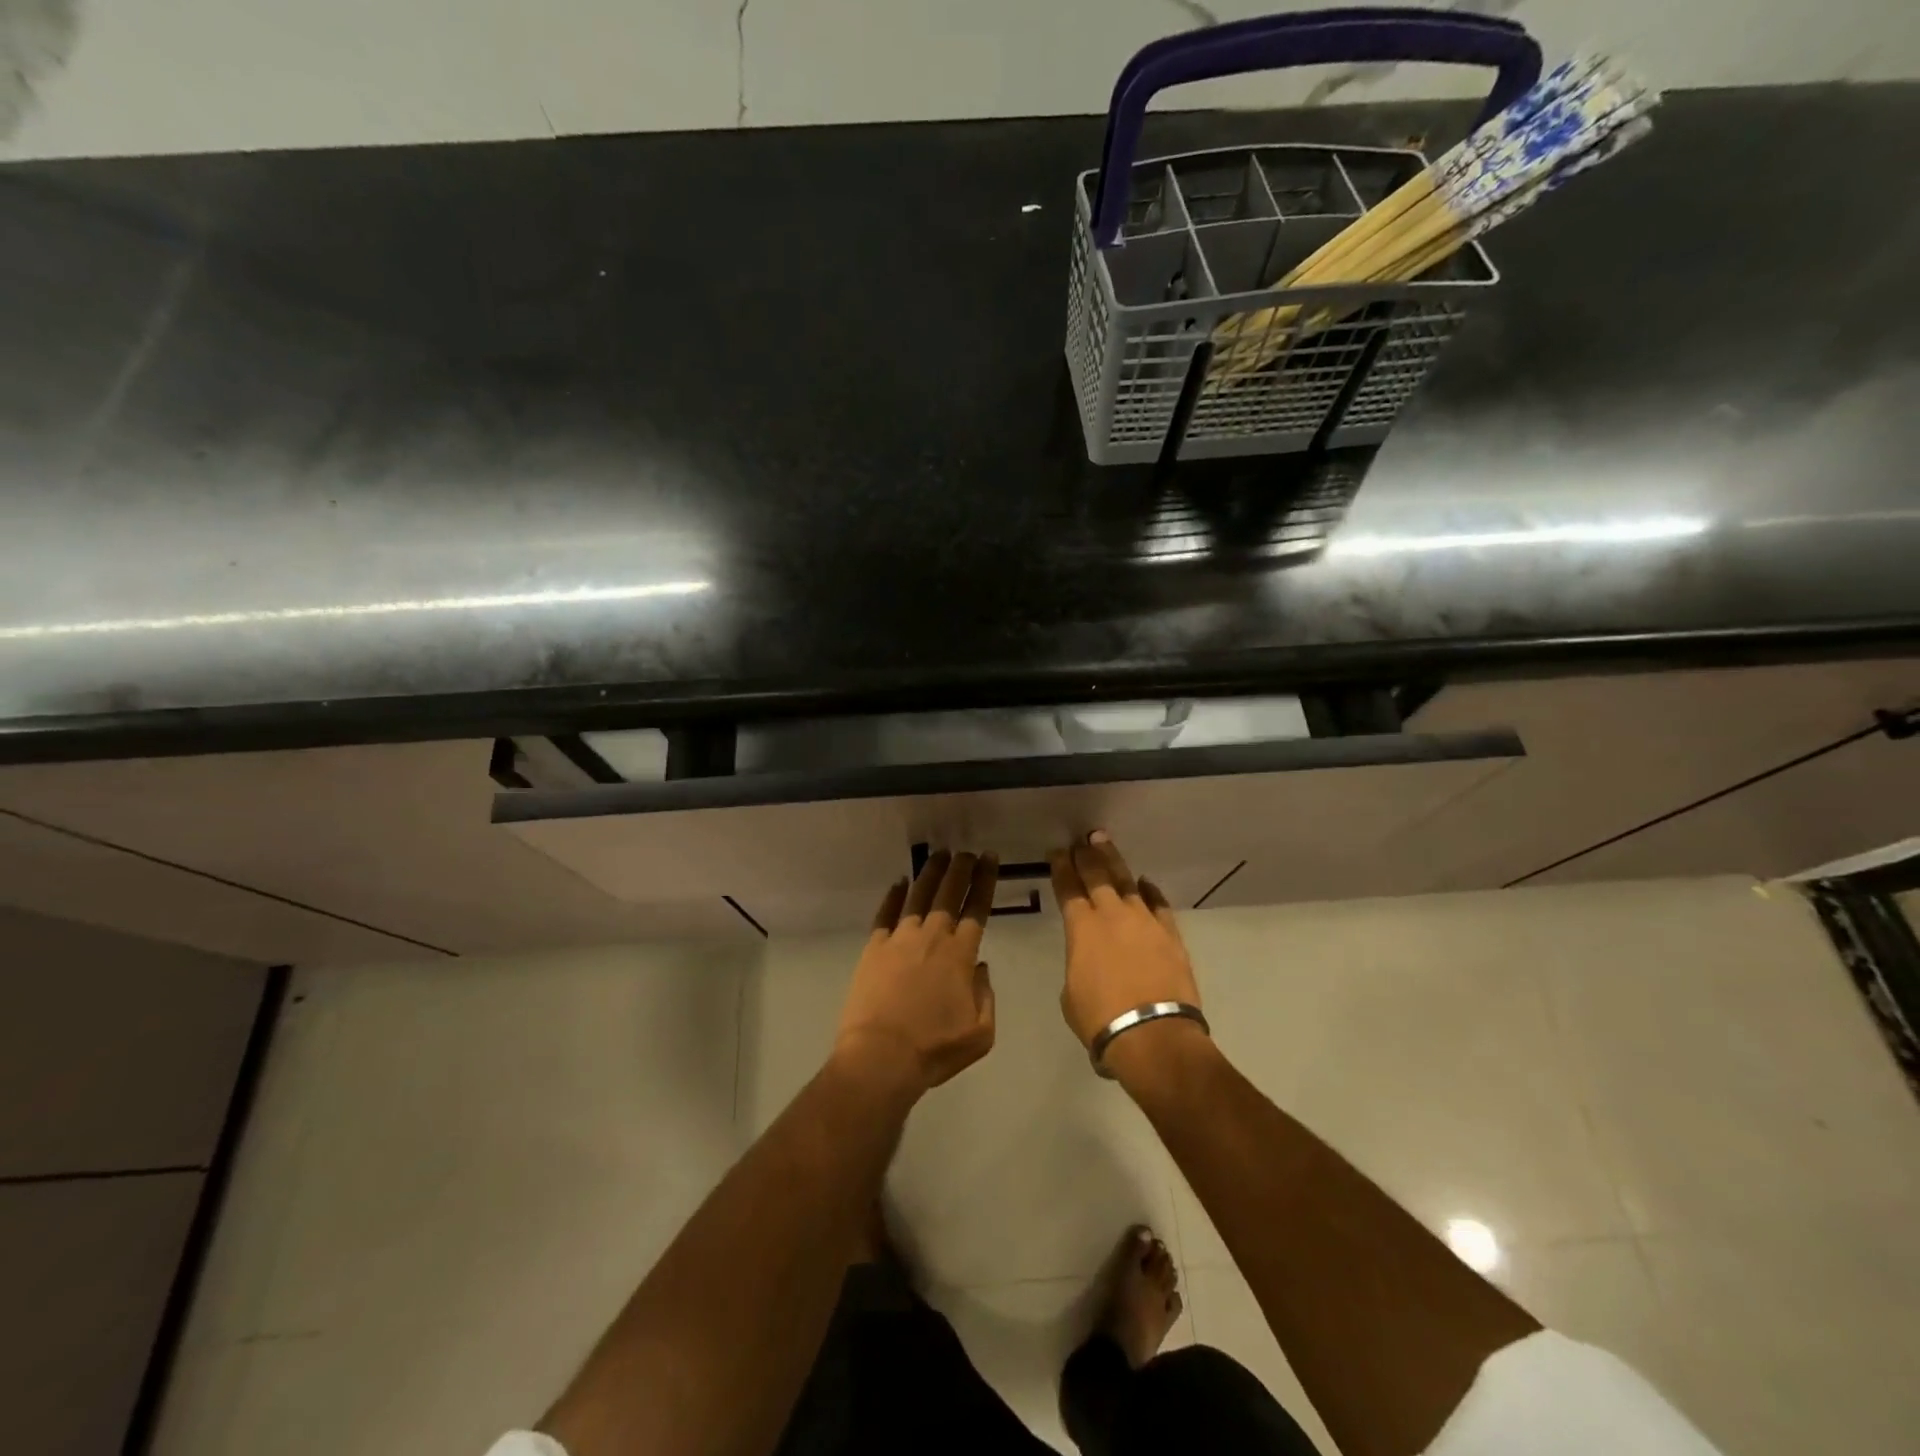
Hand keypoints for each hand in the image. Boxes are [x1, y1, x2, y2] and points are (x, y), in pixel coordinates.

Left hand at [833, 850, 999, 1098]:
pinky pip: (885, 914)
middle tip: (967, 852)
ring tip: (938, 855)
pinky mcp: (874, 948)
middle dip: (960, 868)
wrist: (881, 1057)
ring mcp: (900, 939)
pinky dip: (893, 896)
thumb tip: (979, 967)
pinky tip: (898, 883)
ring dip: (930, 873)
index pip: (977, 907)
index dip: (985, 880)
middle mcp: (932, 937)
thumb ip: (985, 995)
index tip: (990, 859)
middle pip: (949, 893)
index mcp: (960, 954)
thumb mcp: (980, 1033)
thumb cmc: (934, 1049)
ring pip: (918, 895)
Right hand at [1048, 831, 1200, 1051]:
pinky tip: (1145, 882)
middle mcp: (1112, 915)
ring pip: (1127, 881)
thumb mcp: (1071, 993)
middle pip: (1097, 875)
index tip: (1056, 852)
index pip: (1067, 888)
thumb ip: (1078, 965)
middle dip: (1086, 855)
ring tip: (1105, 843)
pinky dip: (1150, 891)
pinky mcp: (1170, 935)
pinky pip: (1158, 904)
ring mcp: (1144, 921)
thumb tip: (1088, 960)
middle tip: (1082, 839)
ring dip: (1114, 861)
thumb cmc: (1101, 1019)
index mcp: (1081, 928)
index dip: (1060, 867)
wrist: (1153, 1035)